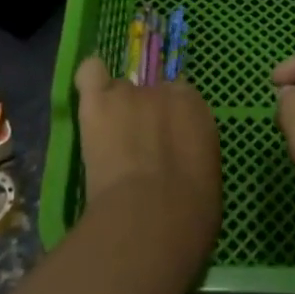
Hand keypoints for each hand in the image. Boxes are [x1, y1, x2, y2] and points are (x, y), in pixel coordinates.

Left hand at [74, 57, 221, 239]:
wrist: (150, 219)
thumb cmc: (190, 213)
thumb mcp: (205, 180)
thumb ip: (192, 157)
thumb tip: (182, 165)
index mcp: (197, 110)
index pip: (182, 99)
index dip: (171, 121)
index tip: (165, 144)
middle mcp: (164, 92)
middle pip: (150, 93)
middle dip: (143, 115)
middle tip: (137, 149)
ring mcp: (129, 94)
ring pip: (119, 91)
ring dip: (116, 110)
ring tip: (109, 140)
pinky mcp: (97, 103)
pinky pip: (90, 74)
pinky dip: (90, 81)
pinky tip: (89, 96)